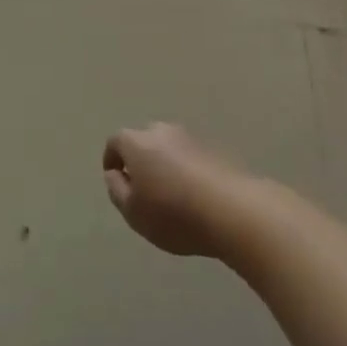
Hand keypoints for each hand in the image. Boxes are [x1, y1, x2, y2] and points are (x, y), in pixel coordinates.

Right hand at [102, 123, 251, 257]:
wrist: (235, 211)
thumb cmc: (174, 213)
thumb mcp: (133, 211)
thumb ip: (117, 190)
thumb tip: (115, 174)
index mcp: (137, 142)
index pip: (115, 142)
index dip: (112, 160)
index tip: (115, 180)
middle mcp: (163, 132)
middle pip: (144, 141)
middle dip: (140, 160)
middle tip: (143, 188)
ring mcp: (192, 139)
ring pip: (169, 148)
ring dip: (165, 165)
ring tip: (171, 195)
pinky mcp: (217, 151)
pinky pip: (192, 158)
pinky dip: (188, 172)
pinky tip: (195, 197)